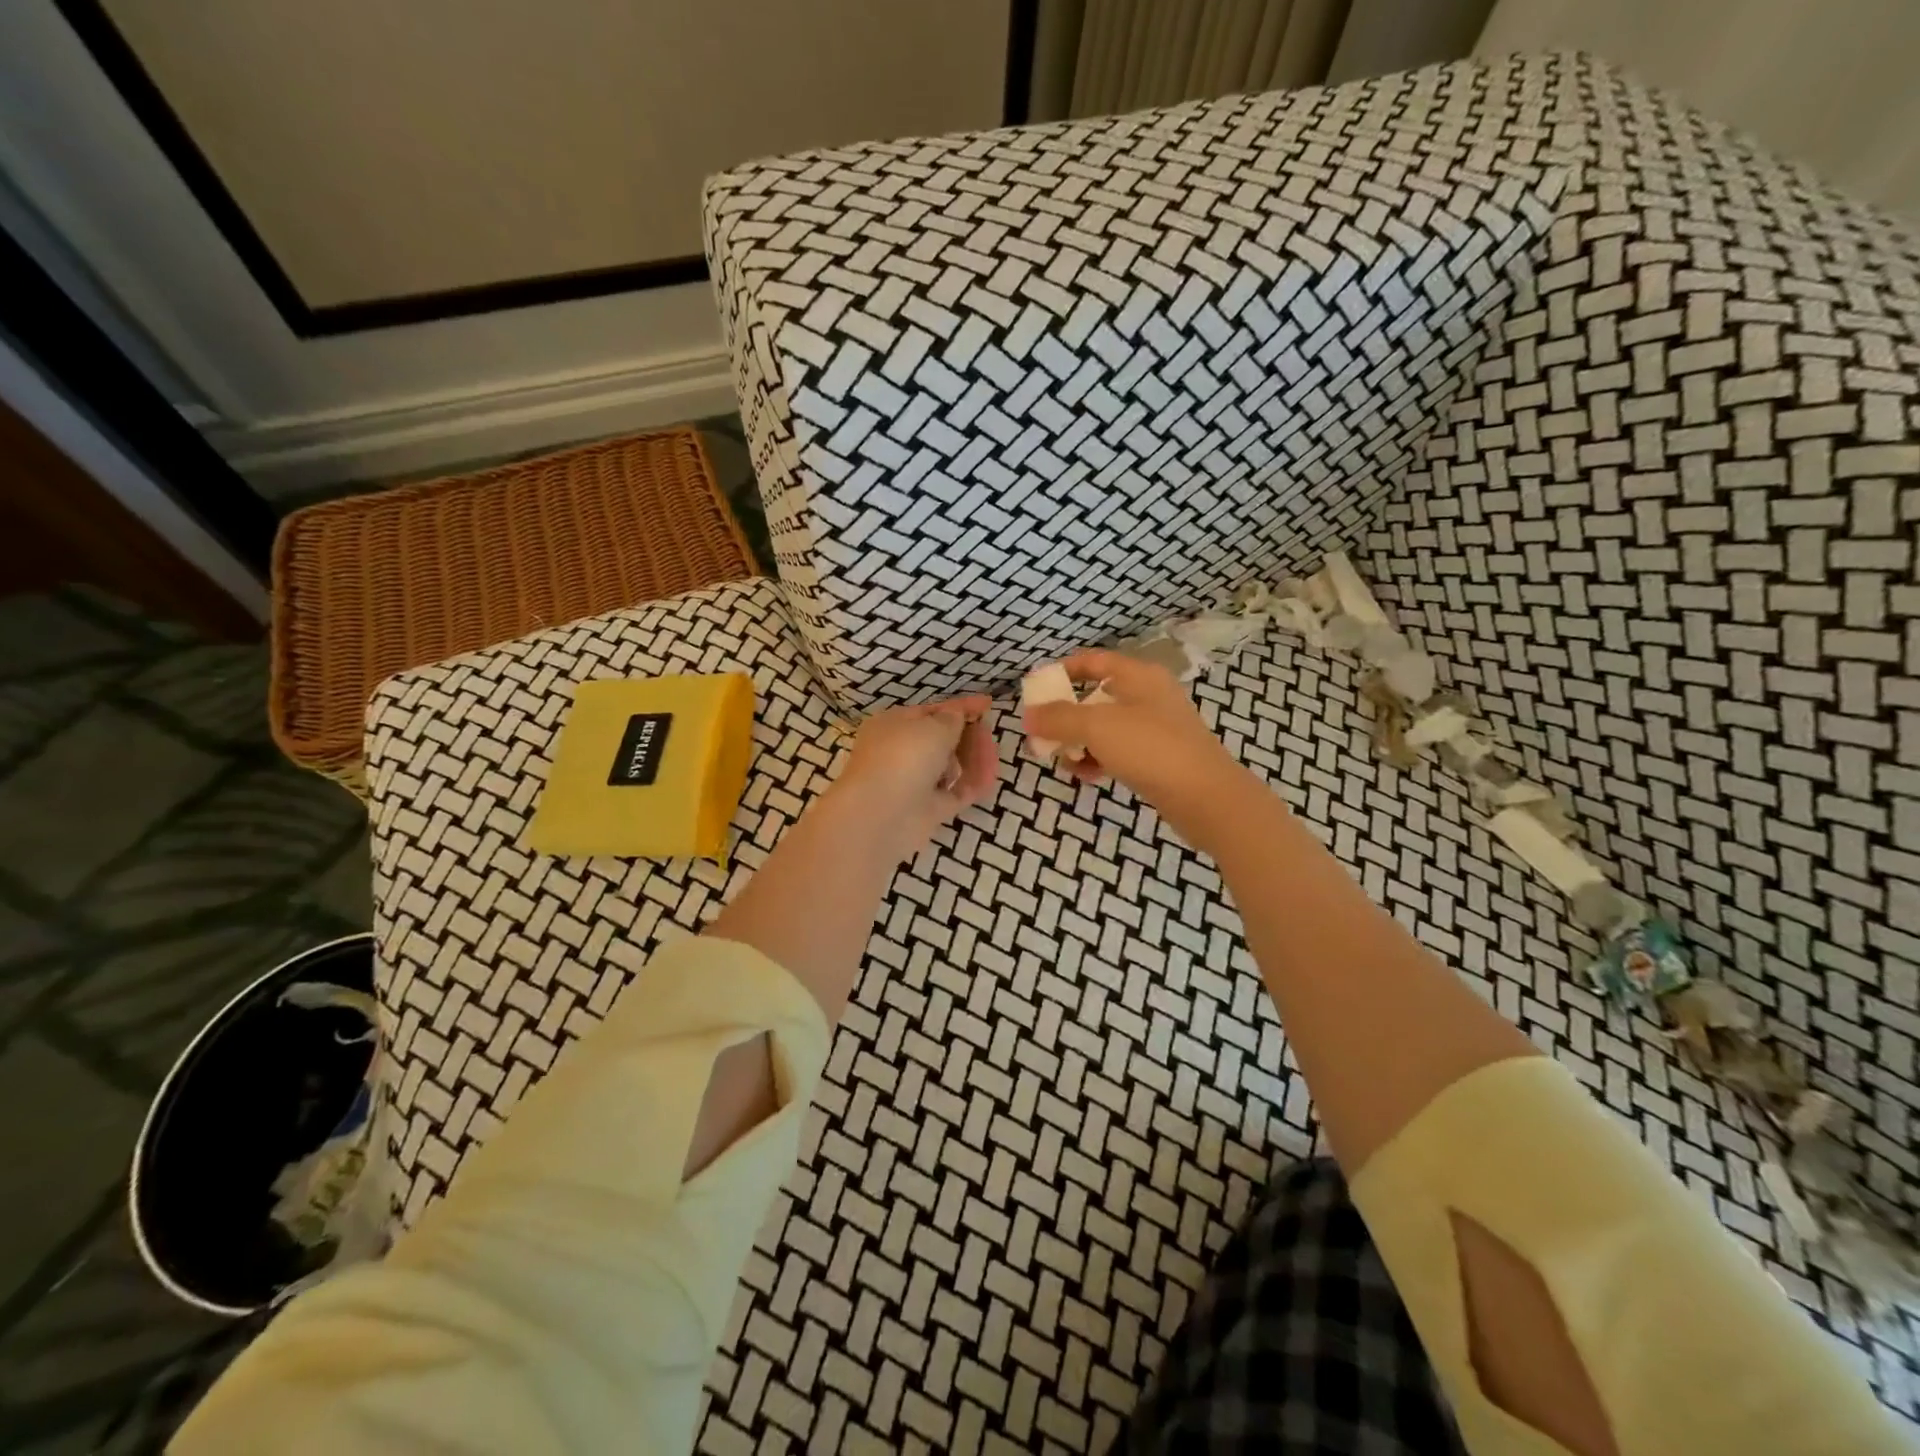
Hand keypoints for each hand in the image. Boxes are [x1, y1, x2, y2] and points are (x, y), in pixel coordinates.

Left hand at [823, 694, 998, 862]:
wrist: (881, 815)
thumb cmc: (904, 757)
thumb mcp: (933, 726)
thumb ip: (952, 718)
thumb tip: (957, 716)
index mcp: (893, 726)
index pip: (931, 712)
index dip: (960, 708)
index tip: (988, 704)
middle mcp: (901, 753)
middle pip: (941, 740)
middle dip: (967, 735)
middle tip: (989, 732)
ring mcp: (914, 783)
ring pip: (950, 767)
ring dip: (972, 759)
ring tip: (992, 753)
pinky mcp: (928, 810)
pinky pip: (957, 792)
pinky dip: (973, 783)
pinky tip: (991, 775)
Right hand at [1022, 650, 1245, 840]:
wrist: (1205, 797)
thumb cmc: (1150, 748)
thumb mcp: (1097, 726)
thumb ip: (1059, 718)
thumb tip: (1028, 715)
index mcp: (1138, 676)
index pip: (1093, 661)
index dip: (1062, 671)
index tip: (1035, 690)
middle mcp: (1148, 696)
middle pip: (1095, 697)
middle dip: (1065, 716)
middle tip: (1041, 734)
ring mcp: (1155, 728)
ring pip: (1104, 728)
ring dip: (1079, 742)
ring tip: (1063, 761)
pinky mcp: (1158, 758)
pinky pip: (1117, 752)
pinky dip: (1098, 759)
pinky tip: (1086, 776)